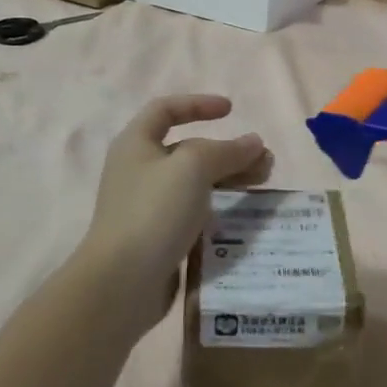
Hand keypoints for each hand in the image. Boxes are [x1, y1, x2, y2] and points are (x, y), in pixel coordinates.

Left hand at [75, 94, 268, 332]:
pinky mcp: (158, 236)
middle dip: (228, 150)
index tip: (231, 110)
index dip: (198, 104)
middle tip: (264, 161)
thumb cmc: (154, 211)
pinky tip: (242, 215)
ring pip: (194, 182)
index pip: (165, 110)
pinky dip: (218, 207)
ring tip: (263, 184)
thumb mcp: (193, 168)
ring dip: (229, 178)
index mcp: (136, 144)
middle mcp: (138, 170)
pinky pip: (193, 211)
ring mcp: (147, 205)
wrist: (121, 282)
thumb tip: (254, 143)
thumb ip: (227, 150)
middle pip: (188, 149)